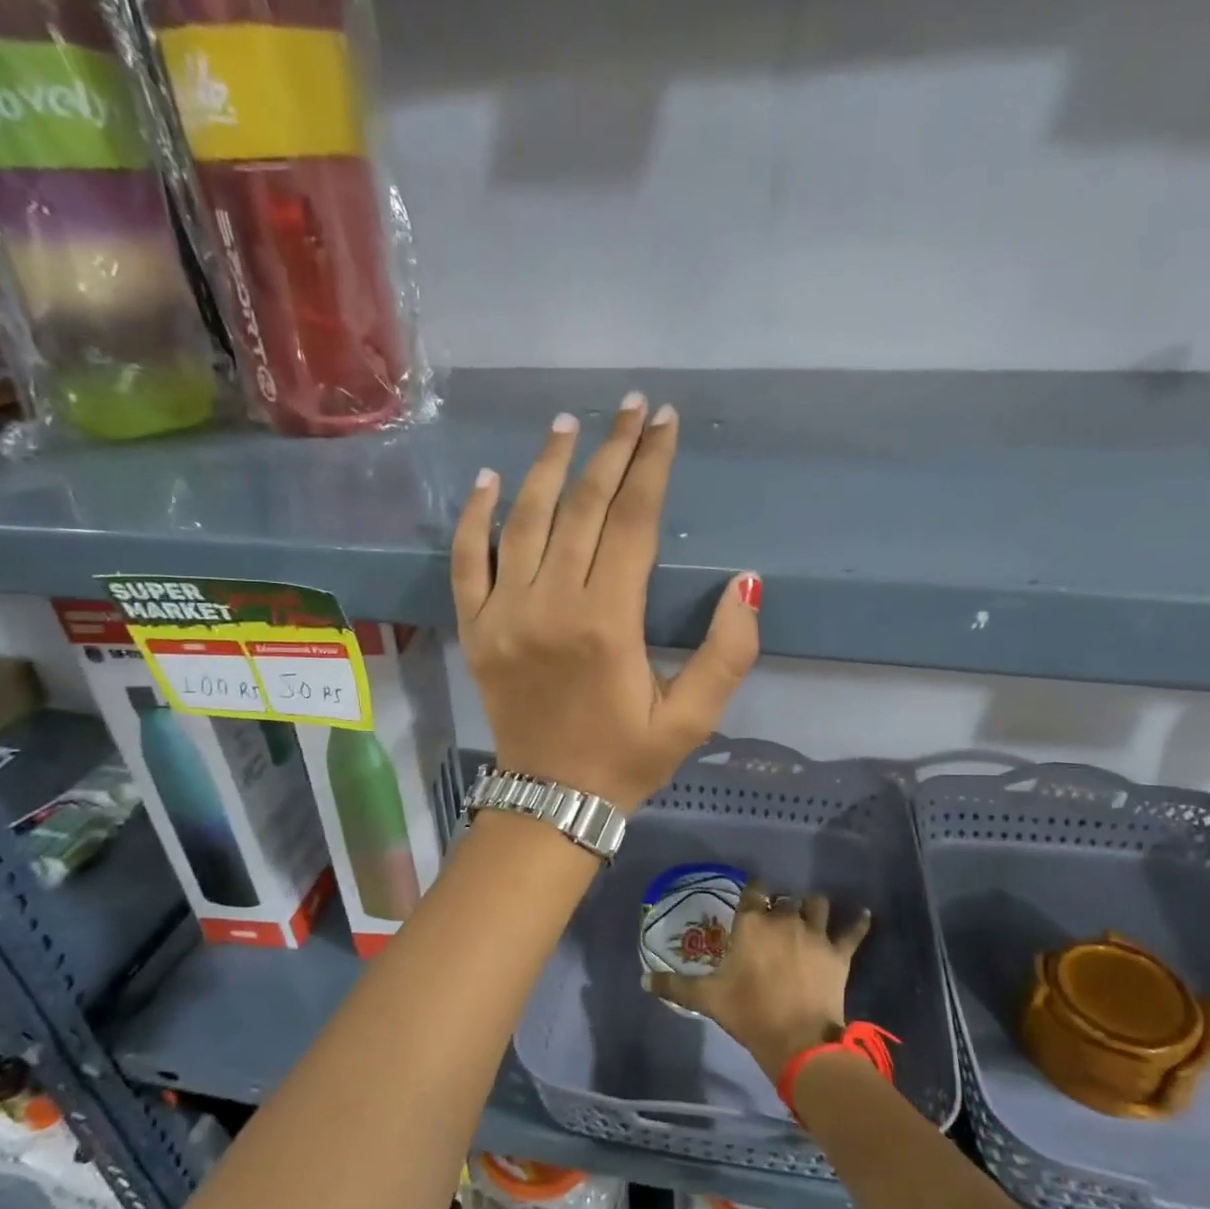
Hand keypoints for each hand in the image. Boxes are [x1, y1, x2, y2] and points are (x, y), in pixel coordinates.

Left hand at [450, 394, 761, 810]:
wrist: (550, 801)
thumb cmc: (626, 759)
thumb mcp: (692, 719)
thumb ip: (727, 654)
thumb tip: (743, 583)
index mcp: (606, 624)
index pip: (631, 522)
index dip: (650, 466)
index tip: (663, 421)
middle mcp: (550, 606)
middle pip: (581, 508)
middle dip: (610, 451)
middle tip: (629, 407)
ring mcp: (503, 614)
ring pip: (523, 521)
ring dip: (547, 467)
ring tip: (568, 423)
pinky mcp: (475, 628)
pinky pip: (466, 560)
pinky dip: (473, 517)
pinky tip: (488, 480)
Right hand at [647, 880, 871, 1082]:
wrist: (797, 1040)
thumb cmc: (747, 1012)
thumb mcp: (706, 999)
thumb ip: (674, 986)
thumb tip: (643, 980)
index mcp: (751, 923)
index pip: (754, 890)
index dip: (755, 893)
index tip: (754, 900)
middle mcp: (783, 919)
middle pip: (784, 900)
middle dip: (781, 908)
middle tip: (777, 924)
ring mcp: (814, 933)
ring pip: (817, 904)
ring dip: (813, 908)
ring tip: (811, 915)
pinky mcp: (839, 952)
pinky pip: (853, 930)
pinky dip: (859, 921)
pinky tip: (864, 914)